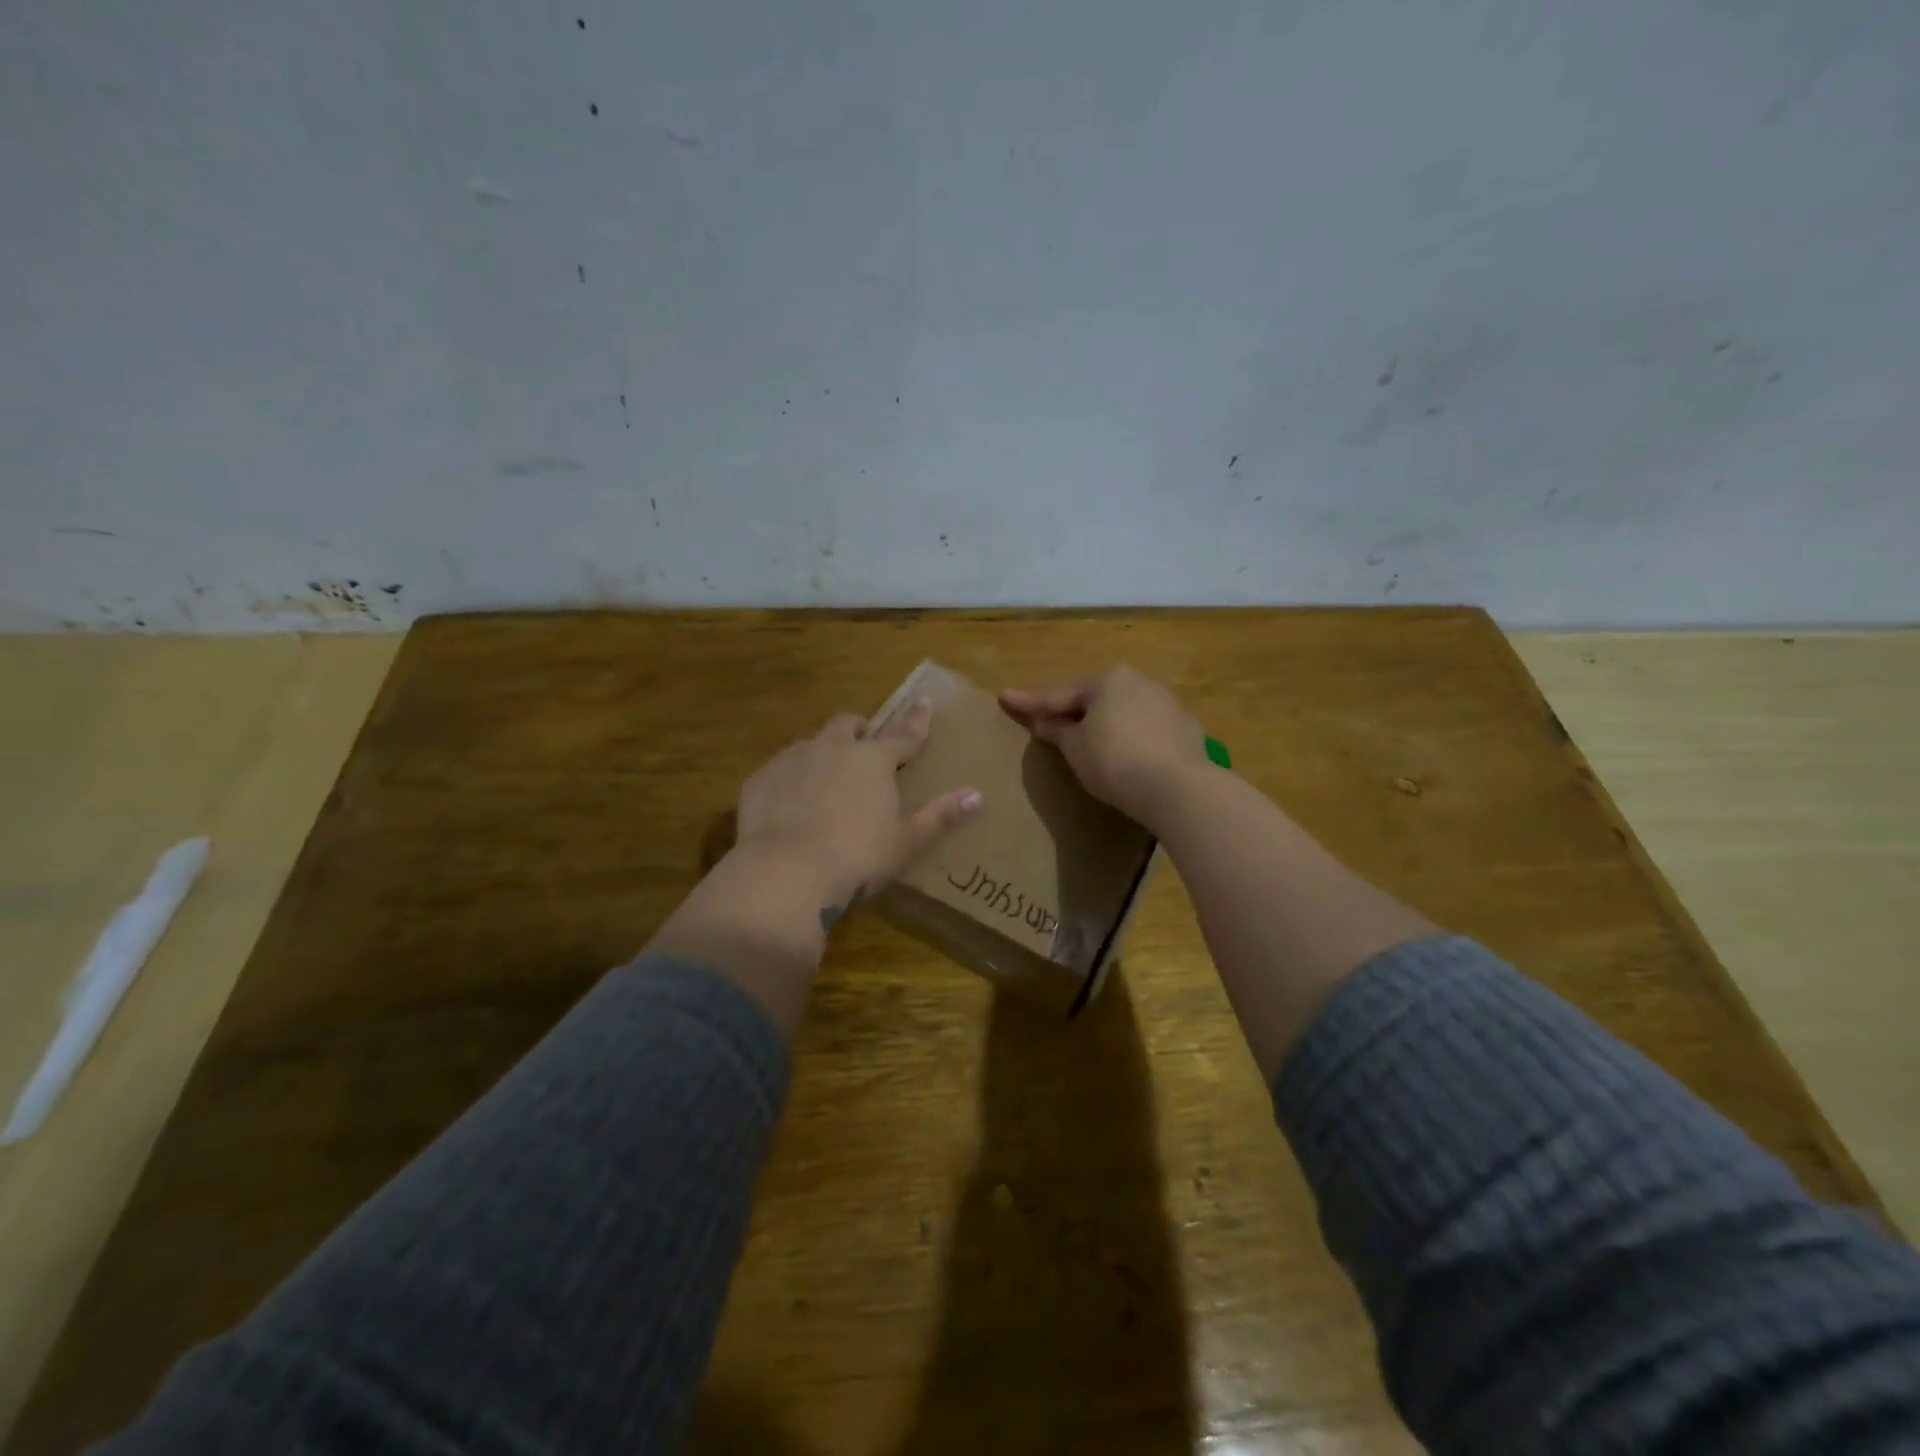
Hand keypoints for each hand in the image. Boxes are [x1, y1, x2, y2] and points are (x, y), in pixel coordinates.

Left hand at [736, 702, 982, 915]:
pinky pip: (780, 769)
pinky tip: (790, 804)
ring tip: (826, 779)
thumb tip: (977, 796)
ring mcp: (792, 760)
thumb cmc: (858, 857)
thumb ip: (940, 816)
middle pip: (848, 725)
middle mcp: (832, 748)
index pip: (903, 734)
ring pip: (811, 743)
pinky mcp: (760, 780)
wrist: (786, 873)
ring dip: (823, 752)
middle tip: (865, 746)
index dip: (917, 721)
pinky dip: (791, 777)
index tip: (925, 703)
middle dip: (860, 731)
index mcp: (873, 760)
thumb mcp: (906, 841)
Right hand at [1000, 666, 1210, 828]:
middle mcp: (1138, 682)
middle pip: (1095, 697)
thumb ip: (1057, 731)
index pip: (1058, 694)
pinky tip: (1128, 751)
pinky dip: (1132, 736)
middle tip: (1049, 719)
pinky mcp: (1186, 728)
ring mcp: (1167, 703)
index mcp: (1106, 681)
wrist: (1177, 787)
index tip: (1004, 697)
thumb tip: (1043, 722)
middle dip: (1072, 709)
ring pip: (1125, 710)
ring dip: (1106, 721)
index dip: (1029, 702)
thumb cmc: (1114, 762)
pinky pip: (1148, 728)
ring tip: (1091, 737)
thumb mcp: (1075, 748)